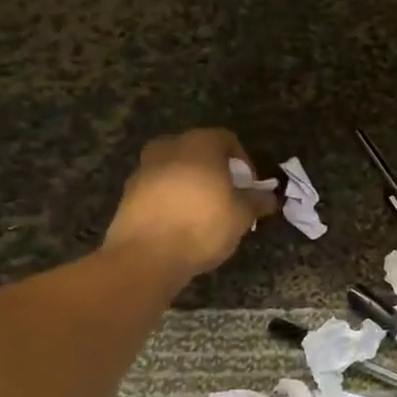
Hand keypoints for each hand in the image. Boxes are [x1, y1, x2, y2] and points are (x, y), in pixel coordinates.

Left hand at [103, 129, 277, 276]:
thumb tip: (269, 197)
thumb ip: (257, 201)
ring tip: (203, 213)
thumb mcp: (242, 215)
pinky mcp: (127, 195)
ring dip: (190, 185)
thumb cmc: (202, 225)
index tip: (249, 187)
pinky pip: (157, 190)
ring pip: (175, 170)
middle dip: (214, 170)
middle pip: (197, 152)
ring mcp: (143, 170)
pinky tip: (180, 224)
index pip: (227, 140)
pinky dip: (170, 200)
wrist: (145, 256)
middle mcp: (169, 148)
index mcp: (200, 144)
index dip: (243, 162)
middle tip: (226, 196)